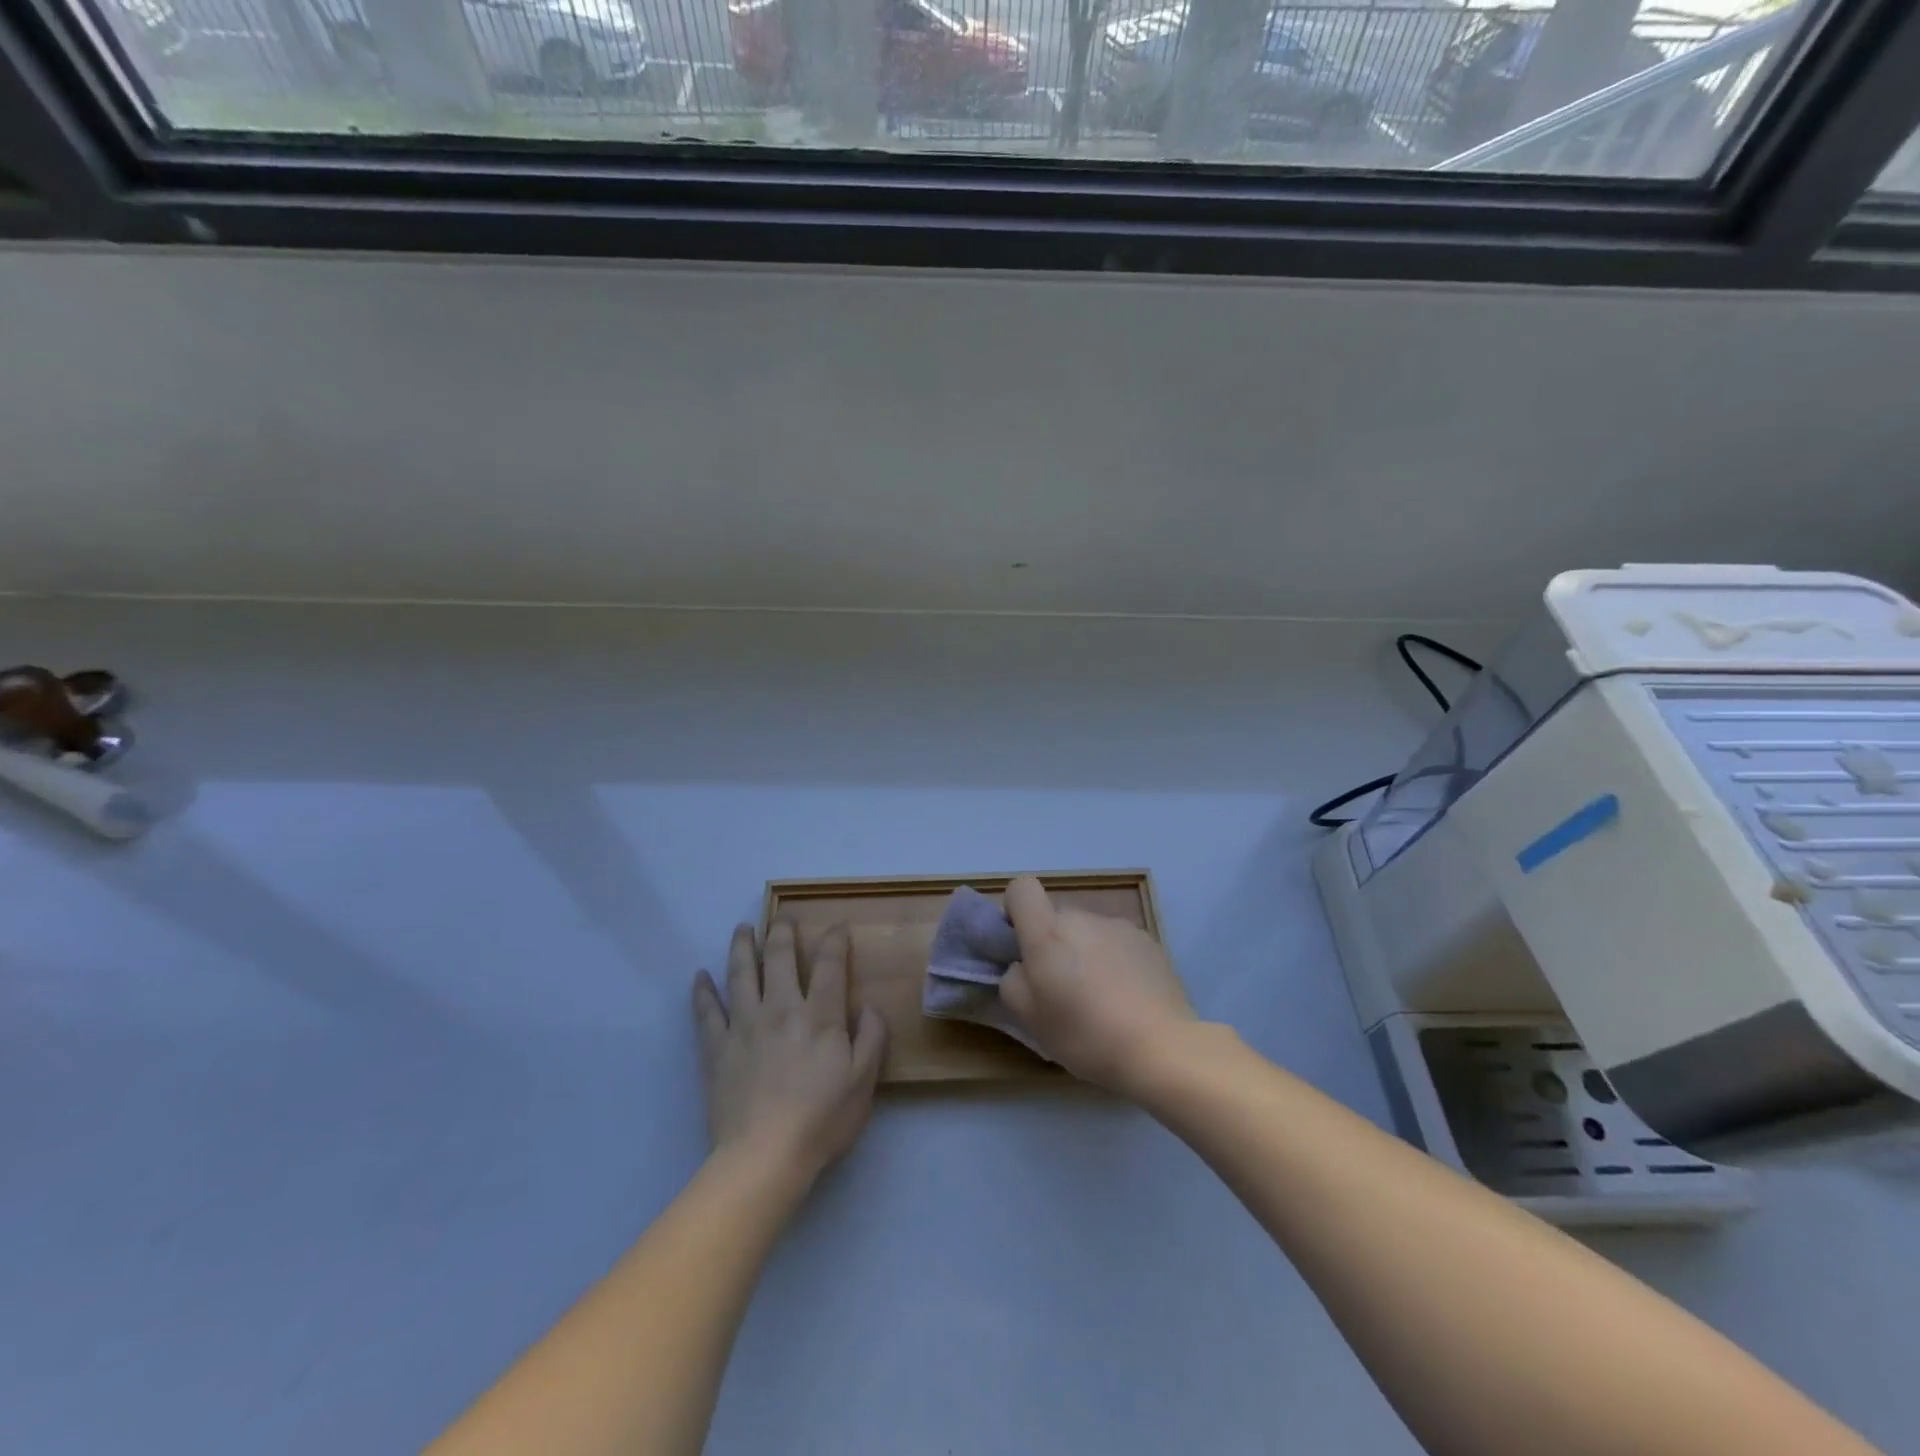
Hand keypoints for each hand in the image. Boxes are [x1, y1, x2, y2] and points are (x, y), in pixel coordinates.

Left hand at [692, 921, 886, 1187]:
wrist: (764, 1157)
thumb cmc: (821, 1120)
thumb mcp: (864, 1081)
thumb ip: (871, 1038)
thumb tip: (868, 1007)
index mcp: (819, 1015)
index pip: (829, 965)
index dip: (834, 940)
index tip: (837, 926)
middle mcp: (780, 1009)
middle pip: (778, 958)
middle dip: (782, 932)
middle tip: (783, 917)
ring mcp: (744, 1026)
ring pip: (740, 974)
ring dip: (741, 947)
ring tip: (742, 929)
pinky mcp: (716, 1048)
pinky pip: (706, 1012)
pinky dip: (702, 991)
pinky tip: (700, 976)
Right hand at [999, 876, 1195, 1093]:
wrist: (1162, 1048)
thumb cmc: (1086, 1034)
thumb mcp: (1030, 1019)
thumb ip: (1013, 981)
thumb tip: (1022, 966)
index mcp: (1048, 932)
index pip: (1022, 888)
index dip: (1016, 910)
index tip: (1021, 946)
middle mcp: (1082, 918)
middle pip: (1056, 918)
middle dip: (1053, 945)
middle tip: (1062, 989)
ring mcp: (1119, 926)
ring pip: (1088, 932)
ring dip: (1085, 953)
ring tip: (1100, 998)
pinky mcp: (1148, 941)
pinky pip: (1117, 943)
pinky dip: (1115, 961)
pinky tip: (1127, 997)